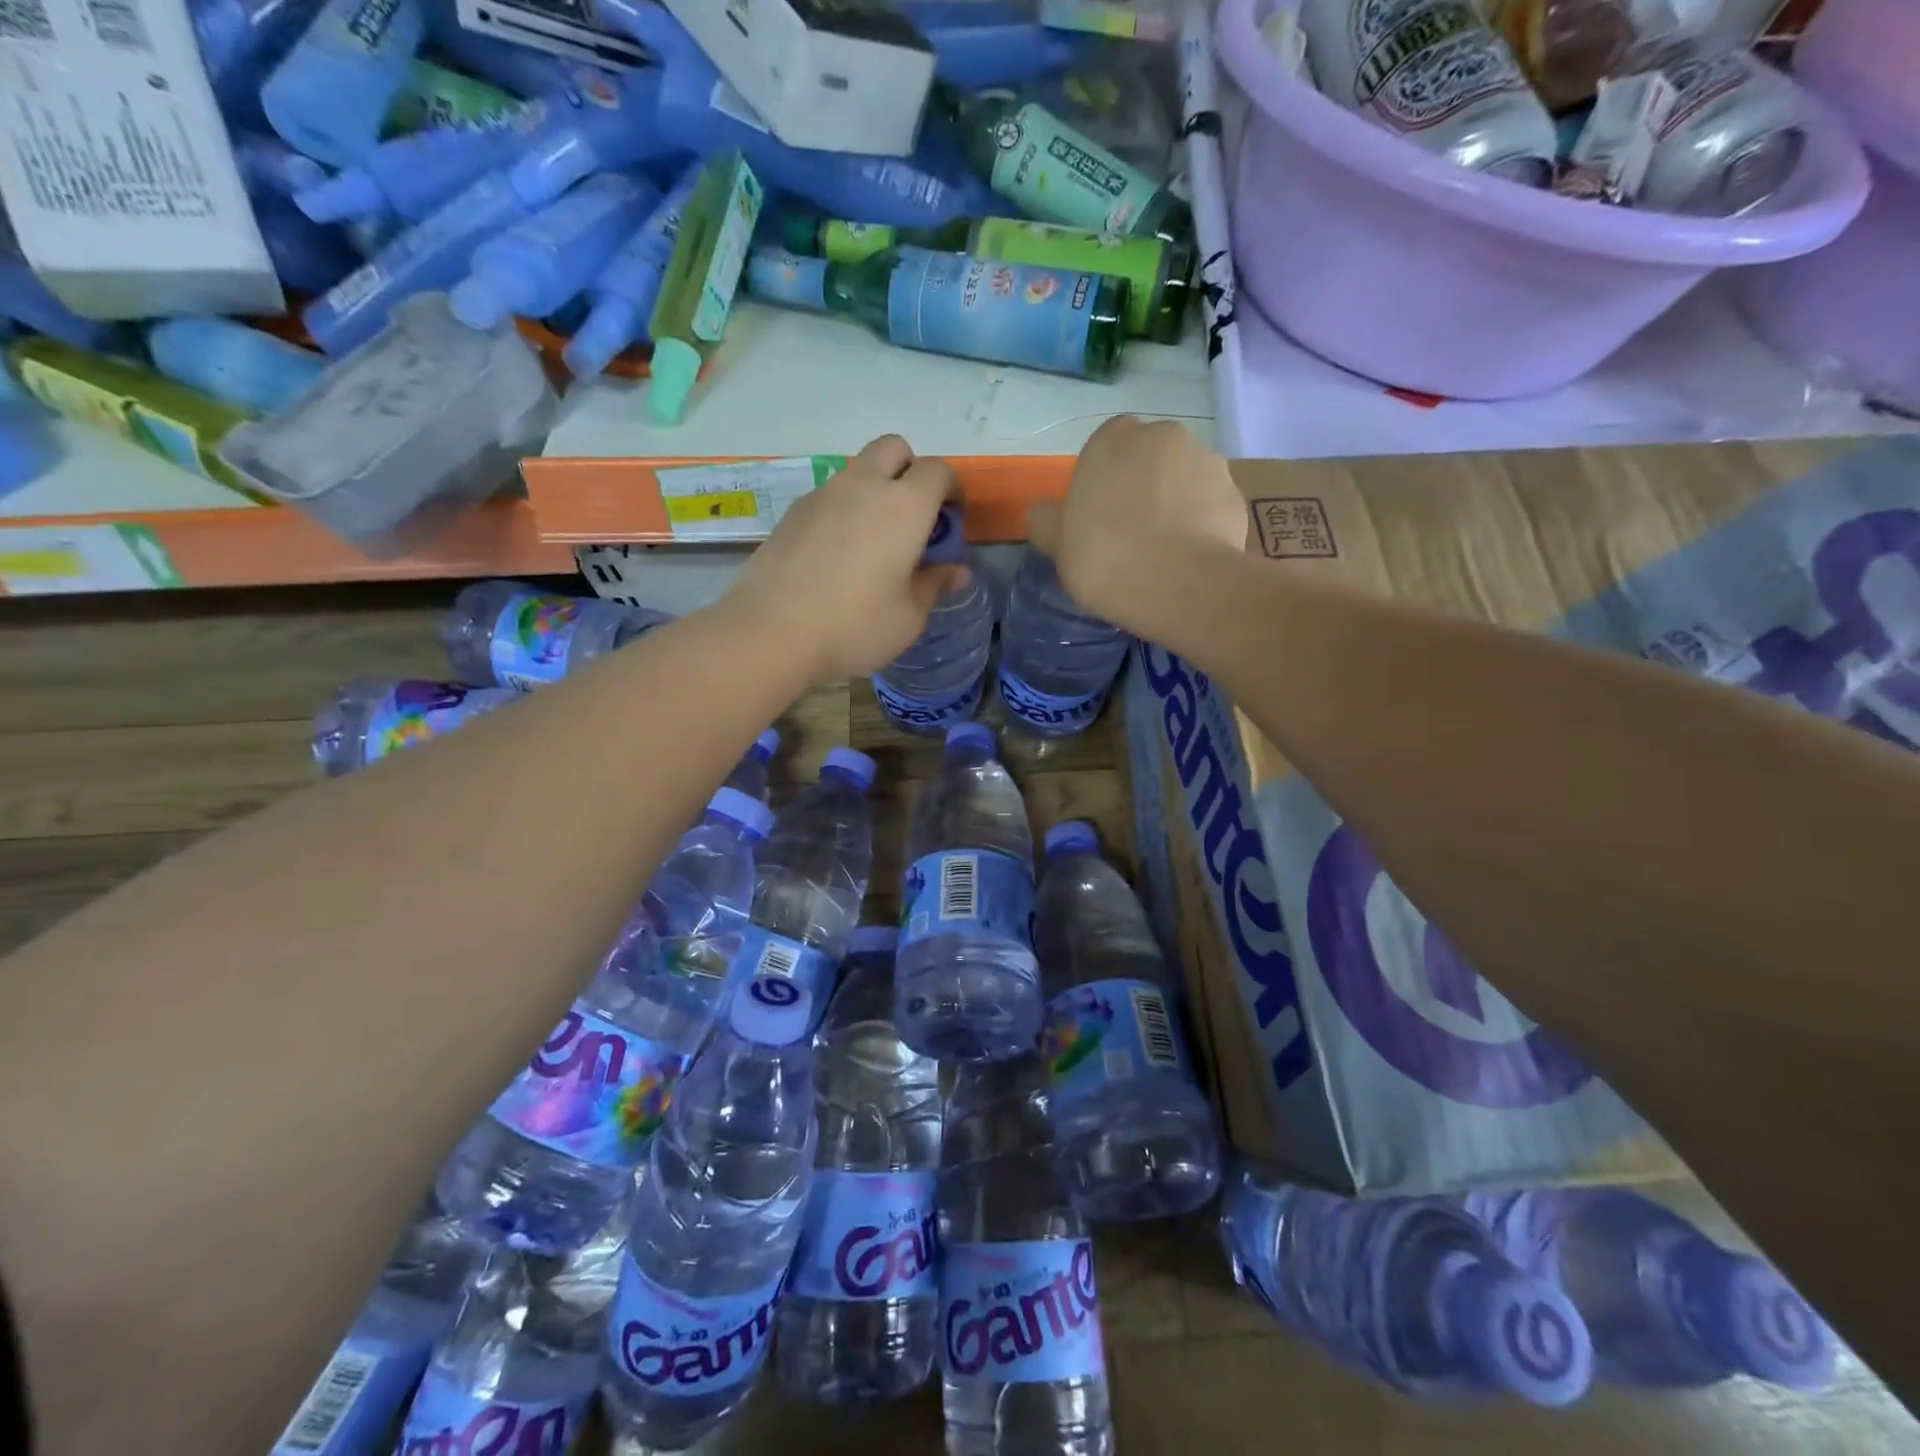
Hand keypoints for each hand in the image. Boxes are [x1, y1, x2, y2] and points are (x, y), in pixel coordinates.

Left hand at [726, 435, 967, 684]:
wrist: (771, 633)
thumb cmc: (855, 626)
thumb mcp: (909, 617)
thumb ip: (935, 584)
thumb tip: (956, 571)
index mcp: (904, 506)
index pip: (937, 471)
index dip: (951, 490)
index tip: (950, 522)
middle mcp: (863, 486)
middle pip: (893, 448)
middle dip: (910, 471)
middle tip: (912, 518)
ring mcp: (822, 495)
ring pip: (857, 471)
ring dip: (873, 491)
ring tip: (872, 543)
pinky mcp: (792, 513)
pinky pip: (828, 497)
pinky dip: (843, 511)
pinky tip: (835, 557)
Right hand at [1027, 417, 1247, 634]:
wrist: (1177, 584)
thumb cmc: (1104, 557)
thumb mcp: (1056, 545)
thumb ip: (1046, 522)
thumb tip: (1043, 513)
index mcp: (1114, 438)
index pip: (1106, 446)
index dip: (1103, 480)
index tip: (1099, 516)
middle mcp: (1164, 435)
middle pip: (1149, 458)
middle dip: (1143, 485)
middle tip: (1131, 533)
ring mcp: (1207, 461)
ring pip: (1184, 479)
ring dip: (1176, 502)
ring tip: (1165, 550)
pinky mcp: (1236, 494)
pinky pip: (1211, 505)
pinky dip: (1202, 523)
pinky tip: (1190, 558)